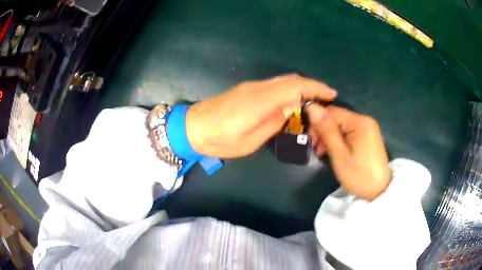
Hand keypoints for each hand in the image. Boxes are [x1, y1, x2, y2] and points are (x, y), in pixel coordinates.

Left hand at [186, 74, 336, 157]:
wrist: (192, 128)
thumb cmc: (220, 140)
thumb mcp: (250, 140)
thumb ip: (273, 122)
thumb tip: (292, 109)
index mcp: (260, 101)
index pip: (295, 87)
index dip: (316, 88)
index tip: (332, 94)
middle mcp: (257, 88)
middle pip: (290, 80)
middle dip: (312, 86)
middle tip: (326, 98)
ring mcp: (250, 86)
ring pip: (282, 80)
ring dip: (301, 87)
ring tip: (313, 100)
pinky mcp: (246, 89)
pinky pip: (273, 85)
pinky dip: (288, 89)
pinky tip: (292, 100)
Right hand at [307, 105, 390, 200]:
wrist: (379, 190)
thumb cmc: (359, 175)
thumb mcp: (339, 155)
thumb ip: (326, 130)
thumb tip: (311, 107)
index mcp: (360, 122)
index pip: (332, 111)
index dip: (318, 122)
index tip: (310, 139)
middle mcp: (365, 120)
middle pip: (337, 118)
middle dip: (323, 131)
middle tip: (316, 149)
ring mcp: (367, 128)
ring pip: (341, 125)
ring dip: (329, 136)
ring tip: (323, 153)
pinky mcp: (367, 136)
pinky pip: (348, 132)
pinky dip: (338, 140)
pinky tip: (333, 151)